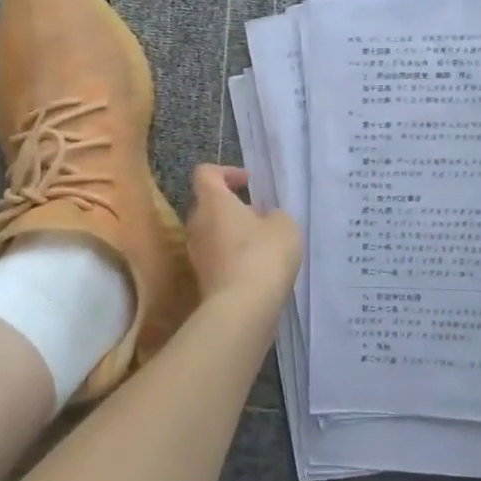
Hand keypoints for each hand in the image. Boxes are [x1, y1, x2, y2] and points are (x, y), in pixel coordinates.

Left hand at [186, 164, 301, 306]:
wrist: (242, 308)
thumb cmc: (263, 254)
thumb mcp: (283, 224)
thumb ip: (273, 214)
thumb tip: (263, 220)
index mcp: (213, 202)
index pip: (205, 173)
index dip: (226, 171)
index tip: (248, 182)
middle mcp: (197, 224)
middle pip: (207, 204)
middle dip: (231, 205)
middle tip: (257, 214)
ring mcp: (196, 254)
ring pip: (210, 232)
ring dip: (231, 232)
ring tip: (260, 243)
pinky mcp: (202, 279)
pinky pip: (215, 256)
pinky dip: (231, 256)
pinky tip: (255, 268)